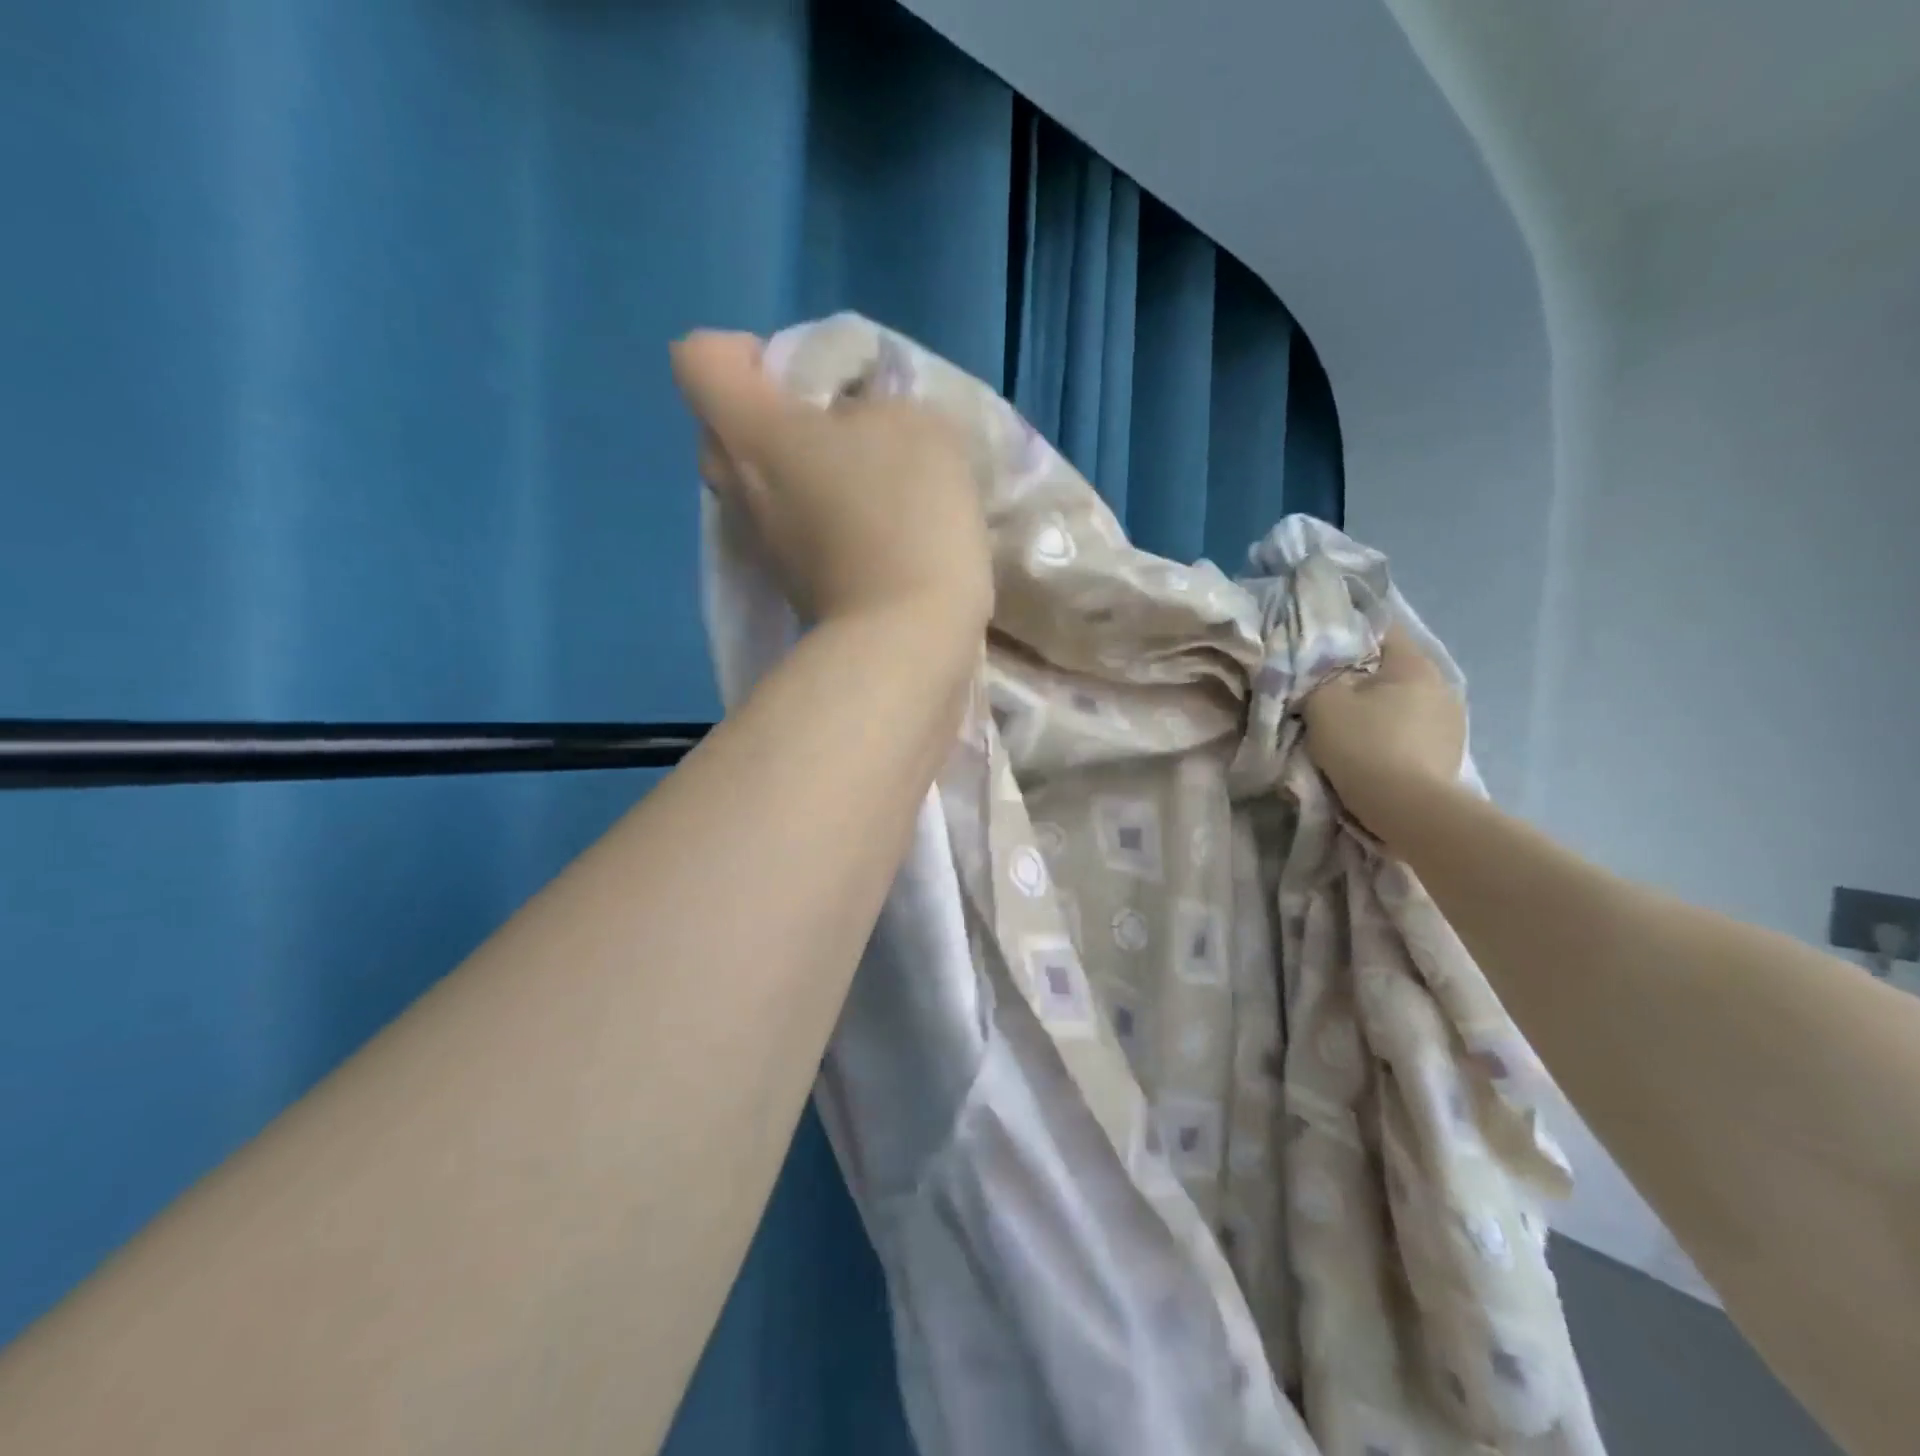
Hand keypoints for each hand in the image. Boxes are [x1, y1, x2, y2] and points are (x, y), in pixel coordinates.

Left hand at [671, 330, 992, 630]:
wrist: (905, 639)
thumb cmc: (905, 517)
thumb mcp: (916, 426)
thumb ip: (877, 401)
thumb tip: (857, 425)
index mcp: (750, 432)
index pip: (700, 358)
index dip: (744, 352)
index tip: (803, 378)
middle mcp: (737, 488)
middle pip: (723, 429)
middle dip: (772, 417)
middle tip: (833, 427)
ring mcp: (760, 545)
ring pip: (757, 485)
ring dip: (798, 473)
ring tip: (860, 481)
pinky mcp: (789, 585)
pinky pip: (787, 529)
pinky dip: (816, 519)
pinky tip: (869, 529)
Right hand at [1301, 624, 1466, 842]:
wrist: (1406, 808)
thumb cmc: (1364, 744)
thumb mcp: (1323, 702)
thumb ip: (1320, 679)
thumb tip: (1328, 679)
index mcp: (1414, 664)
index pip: (1382, 631)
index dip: (1351, 635)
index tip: (1325, 649)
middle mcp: (1442, 685)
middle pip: (1394, 670)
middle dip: (1364, 678)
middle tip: (1331, 691)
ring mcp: (1452, 721)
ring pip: (1405, 702)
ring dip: (1381, 710)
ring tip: (1352, 726)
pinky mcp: (1450, 753)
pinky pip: (1414, 732)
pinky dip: (1393, 735)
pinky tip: (1374, 751)